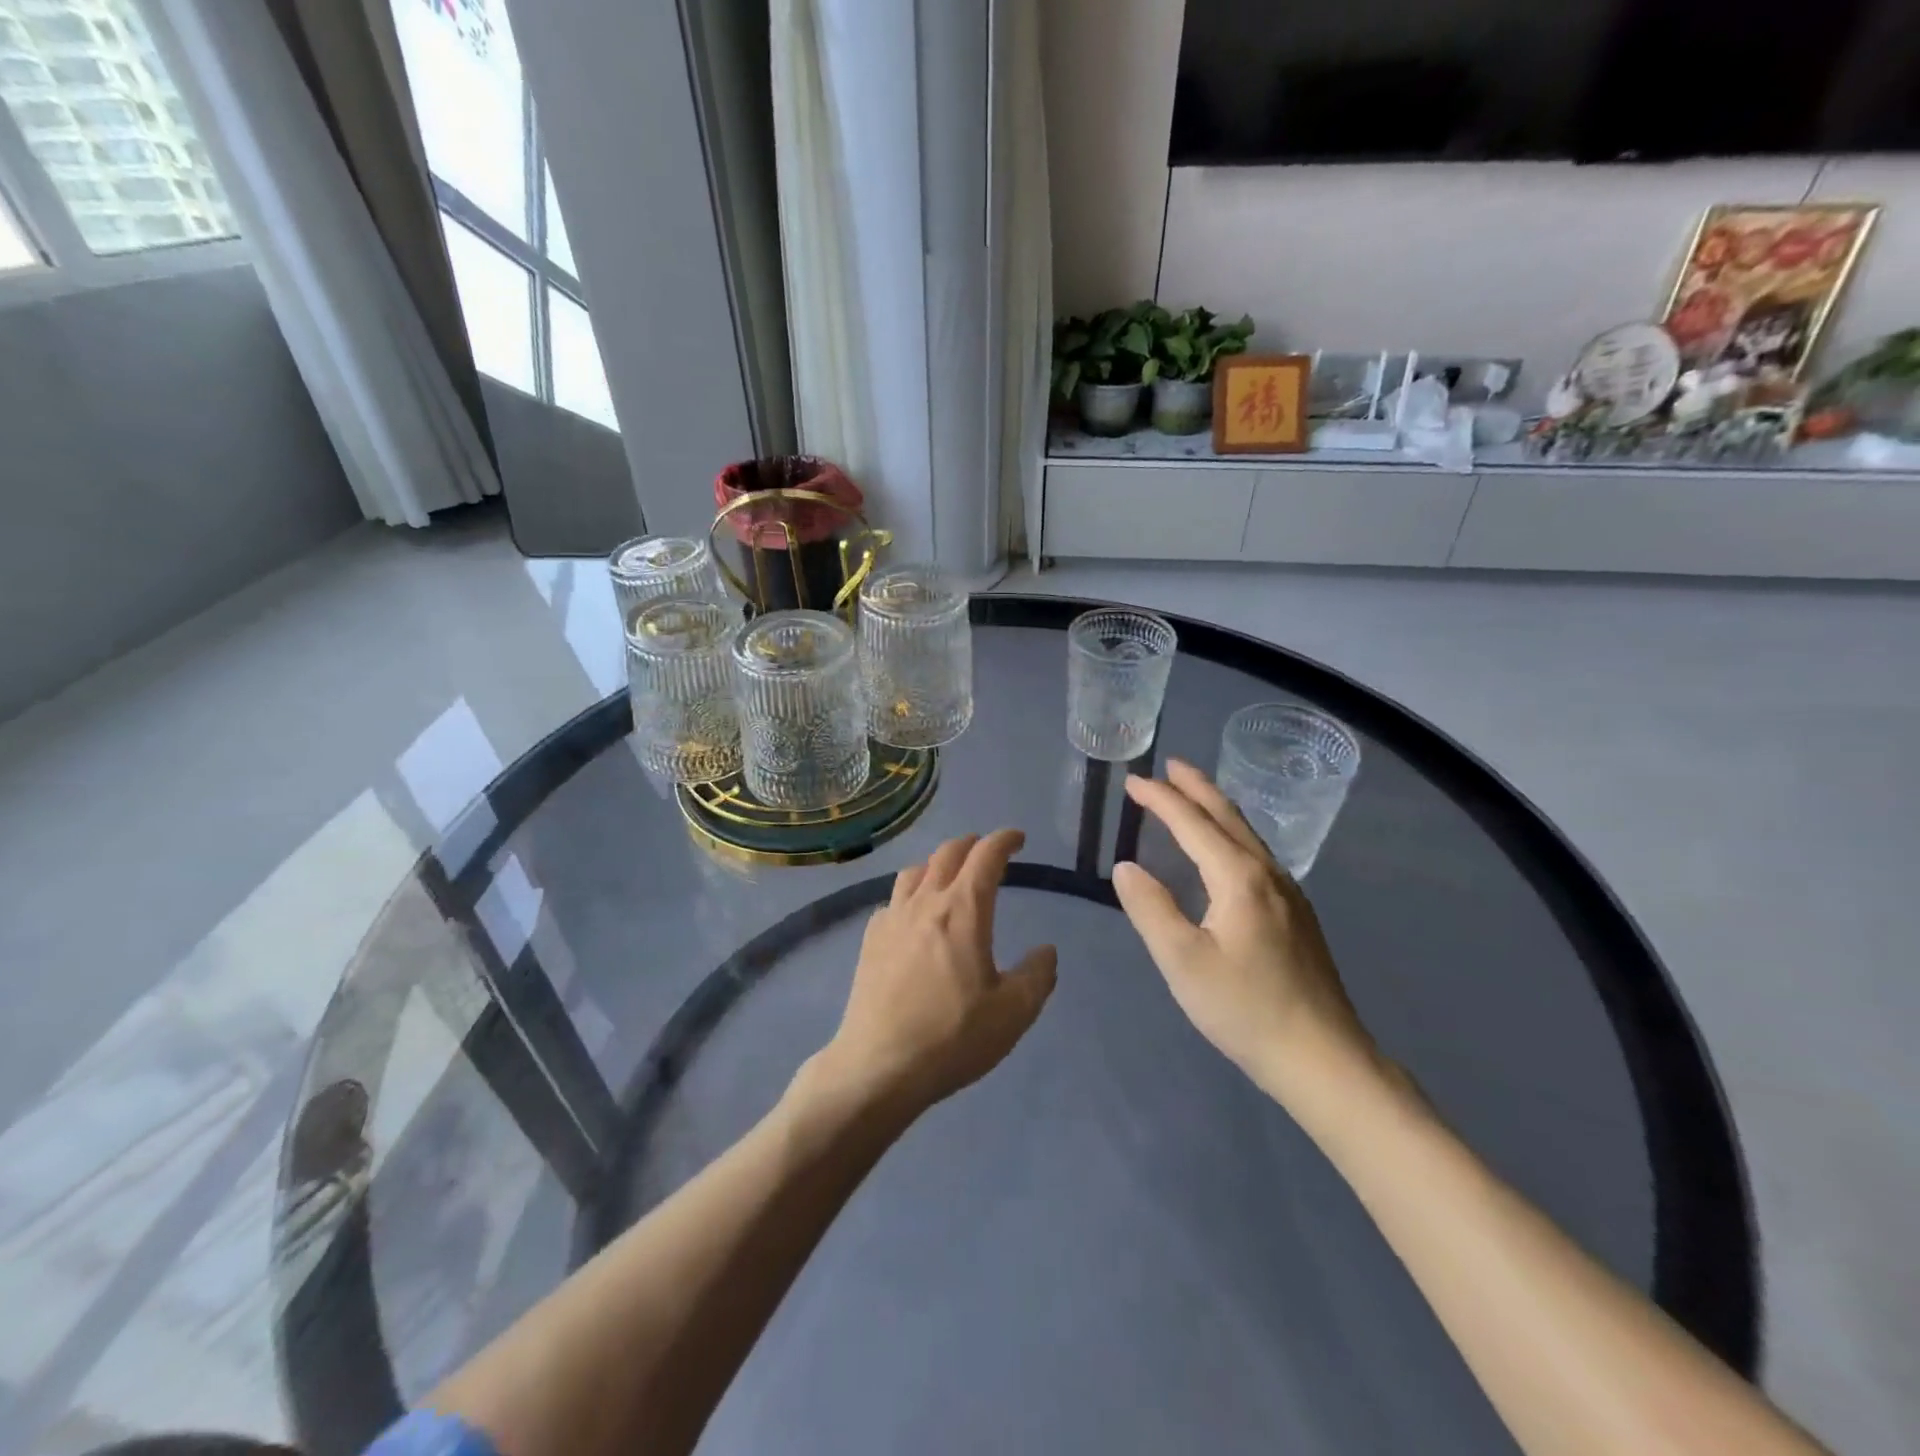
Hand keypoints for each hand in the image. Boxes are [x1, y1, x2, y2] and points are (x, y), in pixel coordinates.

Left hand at [815, 829, 1057, 1114]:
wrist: (879, 1066)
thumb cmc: (952, 1037)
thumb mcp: (1013, 1013)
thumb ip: (1037, 976)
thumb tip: (1046, 951)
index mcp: (963, 911)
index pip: (985, 856)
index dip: (1004, 840)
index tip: (1017, 838)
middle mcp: (925, 903)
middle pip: (947, 854)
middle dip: (971, 844)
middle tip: (987, 849)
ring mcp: (892, 919)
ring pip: (915, 871)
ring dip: (938, 863)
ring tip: (950, 874)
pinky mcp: (870, 940)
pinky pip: (893, 899)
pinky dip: (911, 893)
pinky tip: (914, 914)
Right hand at [1112, 760, 1374, 1105]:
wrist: (1323, 1058)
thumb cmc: (1245, 1009)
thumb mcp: (1183, 961)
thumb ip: (1150, 908)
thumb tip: (1126, 867)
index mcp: (1239, 877)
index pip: (1192, 822)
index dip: (1160, 799)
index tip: (1132, 781)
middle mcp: (1267, 873)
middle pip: (1228, 816)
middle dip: (1196, 787)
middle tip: (1169, 766)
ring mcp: (1289, 893)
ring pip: (1247, 834)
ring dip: (1216, 807)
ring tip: (1193, 794)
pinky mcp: (1297, 915)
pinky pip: (1256, 854)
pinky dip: (1231, 833)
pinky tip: (1226, 848)